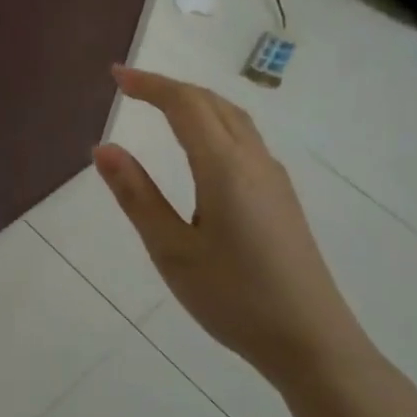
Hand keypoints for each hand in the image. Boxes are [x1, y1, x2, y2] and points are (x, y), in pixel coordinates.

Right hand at [94, 65, 378, 396]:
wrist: (312, 342)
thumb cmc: (234, 298)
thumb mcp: (172, 251)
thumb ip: (137, 196)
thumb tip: (103, 148)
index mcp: (224, 168)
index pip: (185, 105)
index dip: (149, 84)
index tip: (115, 75)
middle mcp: (254, 161)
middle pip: (212, 104)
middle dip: (170, 87)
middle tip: (130, 86)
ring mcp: (273, 179)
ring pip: (233, 119)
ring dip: (195, 103)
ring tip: (161, 106)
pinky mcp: (282, 198)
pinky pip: (244, 140)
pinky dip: (214, 123)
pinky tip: (201, 147)